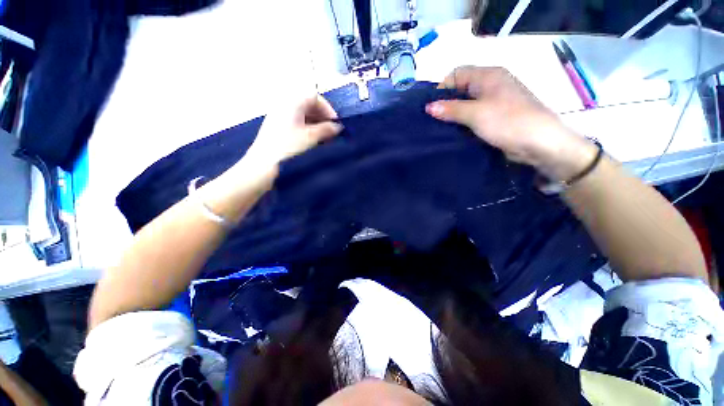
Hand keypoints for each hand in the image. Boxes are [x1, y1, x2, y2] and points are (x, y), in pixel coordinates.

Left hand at [201, 95, 341, 221]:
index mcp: (292, 102)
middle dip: (323, 118)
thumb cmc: (288, 147)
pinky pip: (297, 122)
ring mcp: (280, 116)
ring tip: (324, 139)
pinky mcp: (278, 127)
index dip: (328, 109)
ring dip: (317, 125)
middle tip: (331, 133)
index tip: (335, 124)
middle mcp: (285, 105)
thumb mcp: (311, 138)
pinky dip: (308, 129)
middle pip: (309, 105)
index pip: (315, 97)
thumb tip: (337, 127)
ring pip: (304, 115)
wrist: (264, 164)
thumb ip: (326, 130)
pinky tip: (313, 141)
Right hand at [425, 66, 596, 180]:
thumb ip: (451, 109)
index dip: (442, 88)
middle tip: (433, 120)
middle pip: (461, 89)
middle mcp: (491, 84)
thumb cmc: (508, 122)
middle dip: (446, 103)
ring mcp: (494, 101)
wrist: (539, 143)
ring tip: (440, 128)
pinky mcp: (495, 116)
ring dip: (454, 115)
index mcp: (488, 75)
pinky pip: (474, 115)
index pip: (457, 74)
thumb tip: (429, 107)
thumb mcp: (476, 114)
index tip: (431, 108)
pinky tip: (454, 132)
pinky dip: (463, 122)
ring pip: (467, 104)